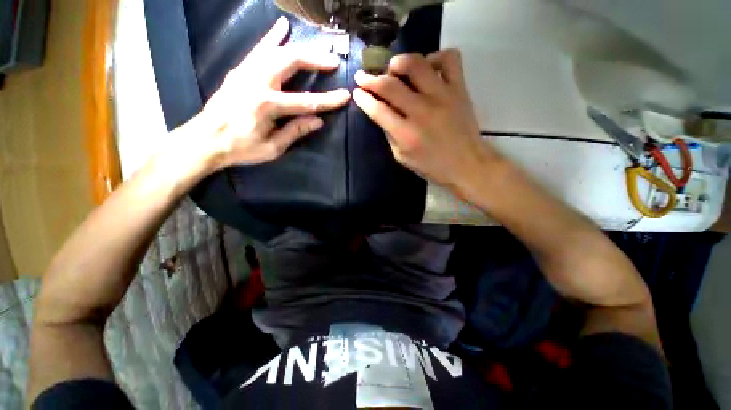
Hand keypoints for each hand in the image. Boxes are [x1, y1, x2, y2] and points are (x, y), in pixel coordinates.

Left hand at [176, 17, 350, 173]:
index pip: (306, 101)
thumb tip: (318, 121)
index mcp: (267, 106)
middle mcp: (257, 82)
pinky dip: (271, 38)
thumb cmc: (241, 148)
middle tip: (333, 62)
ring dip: (300, 48)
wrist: (206, 139)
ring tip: (318, 47)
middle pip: (291, 63)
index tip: (345, 96)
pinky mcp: (240, 71)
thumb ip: (295, 131)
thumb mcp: (272, 147)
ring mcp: (246, 72)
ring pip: (276, 51)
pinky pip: (258, 49)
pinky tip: (281, 27)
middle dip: (315, 60)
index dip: (328, 100)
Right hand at [353, 50, 497, 192]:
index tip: (356, 91)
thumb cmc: (431, 166)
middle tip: (364, 77)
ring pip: (416, 64)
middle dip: (371, 79)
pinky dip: (435, 57)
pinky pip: (449, 58)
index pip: (378, 110)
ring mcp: (442, 96)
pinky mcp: (459, 89)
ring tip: (393, 68)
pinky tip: (428, 68)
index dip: (363, 99)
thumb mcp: (402, 158)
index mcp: (406, 134)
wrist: (466, 165)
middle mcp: (421, 111)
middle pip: (390, 85)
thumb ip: (390, 135)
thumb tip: (381, 114)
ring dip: (398, 62)